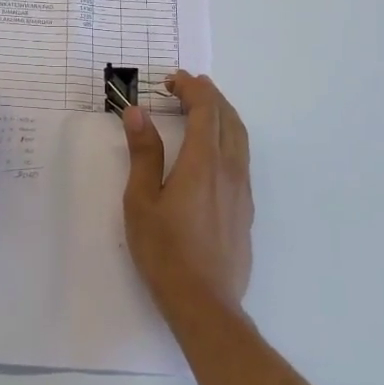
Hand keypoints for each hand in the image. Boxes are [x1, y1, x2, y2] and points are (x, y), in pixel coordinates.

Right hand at [122, 72, 252, 325]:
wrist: (205, 304)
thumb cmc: (165, 251)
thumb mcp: (142, 200)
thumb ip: (143, 153)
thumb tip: (137, 112)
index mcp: (204, 162)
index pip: (205, 109)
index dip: (191, 88)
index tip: (171, 80)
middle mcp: (230, 169)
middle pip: (228, 117)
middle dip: (208, 95)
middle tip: (185, 86)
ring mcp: (243, 190)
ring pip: (240, 137)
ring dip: (222, 114)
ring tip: (201, 108)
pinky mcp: (246, 210)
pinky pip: (242, 158)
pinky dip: (228, 137)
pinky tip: (212, 151)